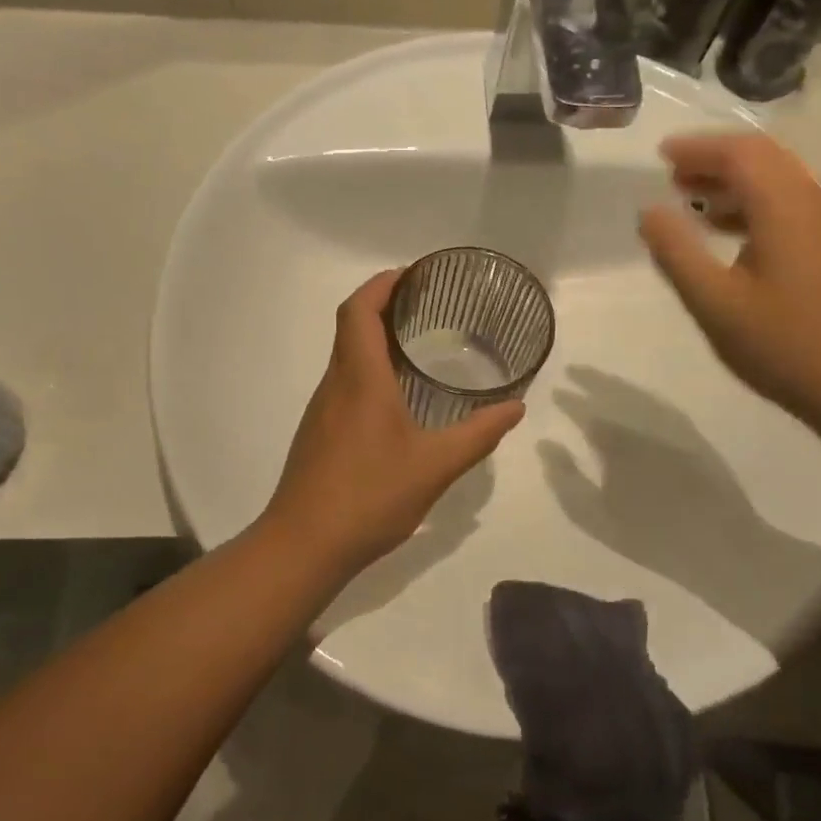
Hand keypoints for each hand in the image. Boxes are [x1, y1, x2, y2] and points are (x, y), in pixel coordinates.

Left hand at [260, 270, 524, 574]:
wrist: (304, 545)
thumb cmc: (370, 496)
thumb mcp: (435, 466)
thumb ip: (478, 434)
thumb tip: (516, 407)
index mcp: (360, 379)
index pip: (359, 310)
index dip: (382, 284)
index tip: (413, 275)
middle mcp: (335, 385)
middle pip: (350, 327)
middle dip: (384, 306)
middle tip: (427, 307)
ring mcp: (322, 410)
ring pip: (345, 357)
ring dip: (375, 340)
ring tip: (418, 346)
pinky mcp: (319, 434)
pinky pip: (344, 384)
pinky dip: (369, 371)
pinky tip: (396, 399)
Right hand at [638, 132, 820, 427]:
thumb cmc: (784, 345)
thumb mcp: (715, 302)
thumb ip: (677, 252)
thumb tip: (649, 211)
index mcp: (786, 206)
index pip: (740, 153)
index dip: (697, 148)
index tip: (660, 155)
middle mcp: (815, 202)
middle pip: (764, 159)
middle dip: (716, 161)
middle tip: (673, 176)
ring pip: (780, 184)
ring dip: (735, 185)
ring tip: (694, 203)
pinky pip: (792, 208)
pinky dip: (755, 207)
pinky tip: (734, 237)